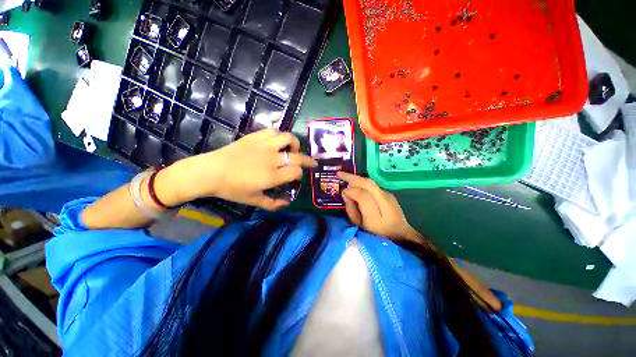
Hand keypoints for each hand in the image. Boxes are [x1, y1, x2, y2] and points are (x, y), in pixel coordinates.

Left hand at [158, 129, 316, 209]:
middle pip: (298, 156)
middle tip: (311, 163)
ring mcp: (264, 145)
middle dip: (308, 160)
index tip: (297, 177)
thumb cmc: (232, 188)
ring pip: (288, 138)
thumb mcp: (254, 201)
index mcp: (272, 176)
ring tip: (294, 149)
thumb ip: (273, 204)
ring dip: (295, 144)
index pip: (296, 171)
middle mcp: (272, 159)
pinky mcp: (255, 137)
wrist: (211, 171)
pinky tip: (278, 141)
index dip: (300, 174)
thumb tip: (287, 203)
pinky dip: (279, 135)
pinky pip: (273, 131)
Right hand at [337, 172, 419, 241]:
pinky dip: (362, 182)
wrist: (400, 233)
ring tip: (345, 176)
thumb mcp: (360, 225)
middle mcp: (385, 203)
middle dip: (352, 178)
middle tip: (339, 174)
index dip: (351, 191)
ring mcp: (388, 196)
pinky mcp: (388, 193)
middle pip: (368, 184)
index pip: (363, 196)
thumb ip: (351, 209)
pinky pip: (372, 184)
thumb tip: (346, 193)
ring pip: (370, 182)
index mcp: (376, 217)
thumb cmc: (376, 233)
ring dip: (356, 178)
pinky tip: (355, 182)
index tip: (342, 191)